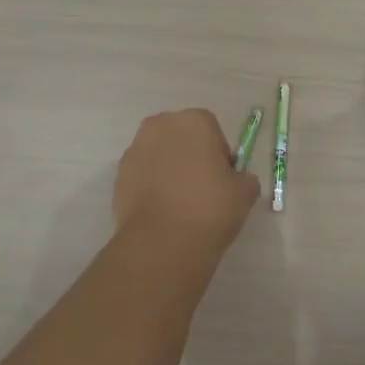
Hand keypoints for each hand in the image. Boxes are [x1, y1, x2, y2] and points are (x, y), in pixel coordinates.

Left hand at [113, 109, 259, 257]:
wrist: (161, 243)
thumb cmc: (209, 208)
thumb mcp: (245, 193)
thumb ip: (243, 178)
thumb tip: (235, 180)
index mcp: (194, 121)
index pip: (212, 129)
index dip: (219, 154)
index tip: (222, 179)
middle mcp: (160, 126)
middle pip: (181, 137)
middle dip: (191, 155)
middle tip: (202, 188)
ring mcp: (135, 149)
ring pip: (159, 154)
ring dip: (169, 169)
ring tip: (180, 203)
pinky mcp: (119, 175)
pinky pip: (142, 174)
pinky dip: (151, 186)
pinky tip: (161, 211)